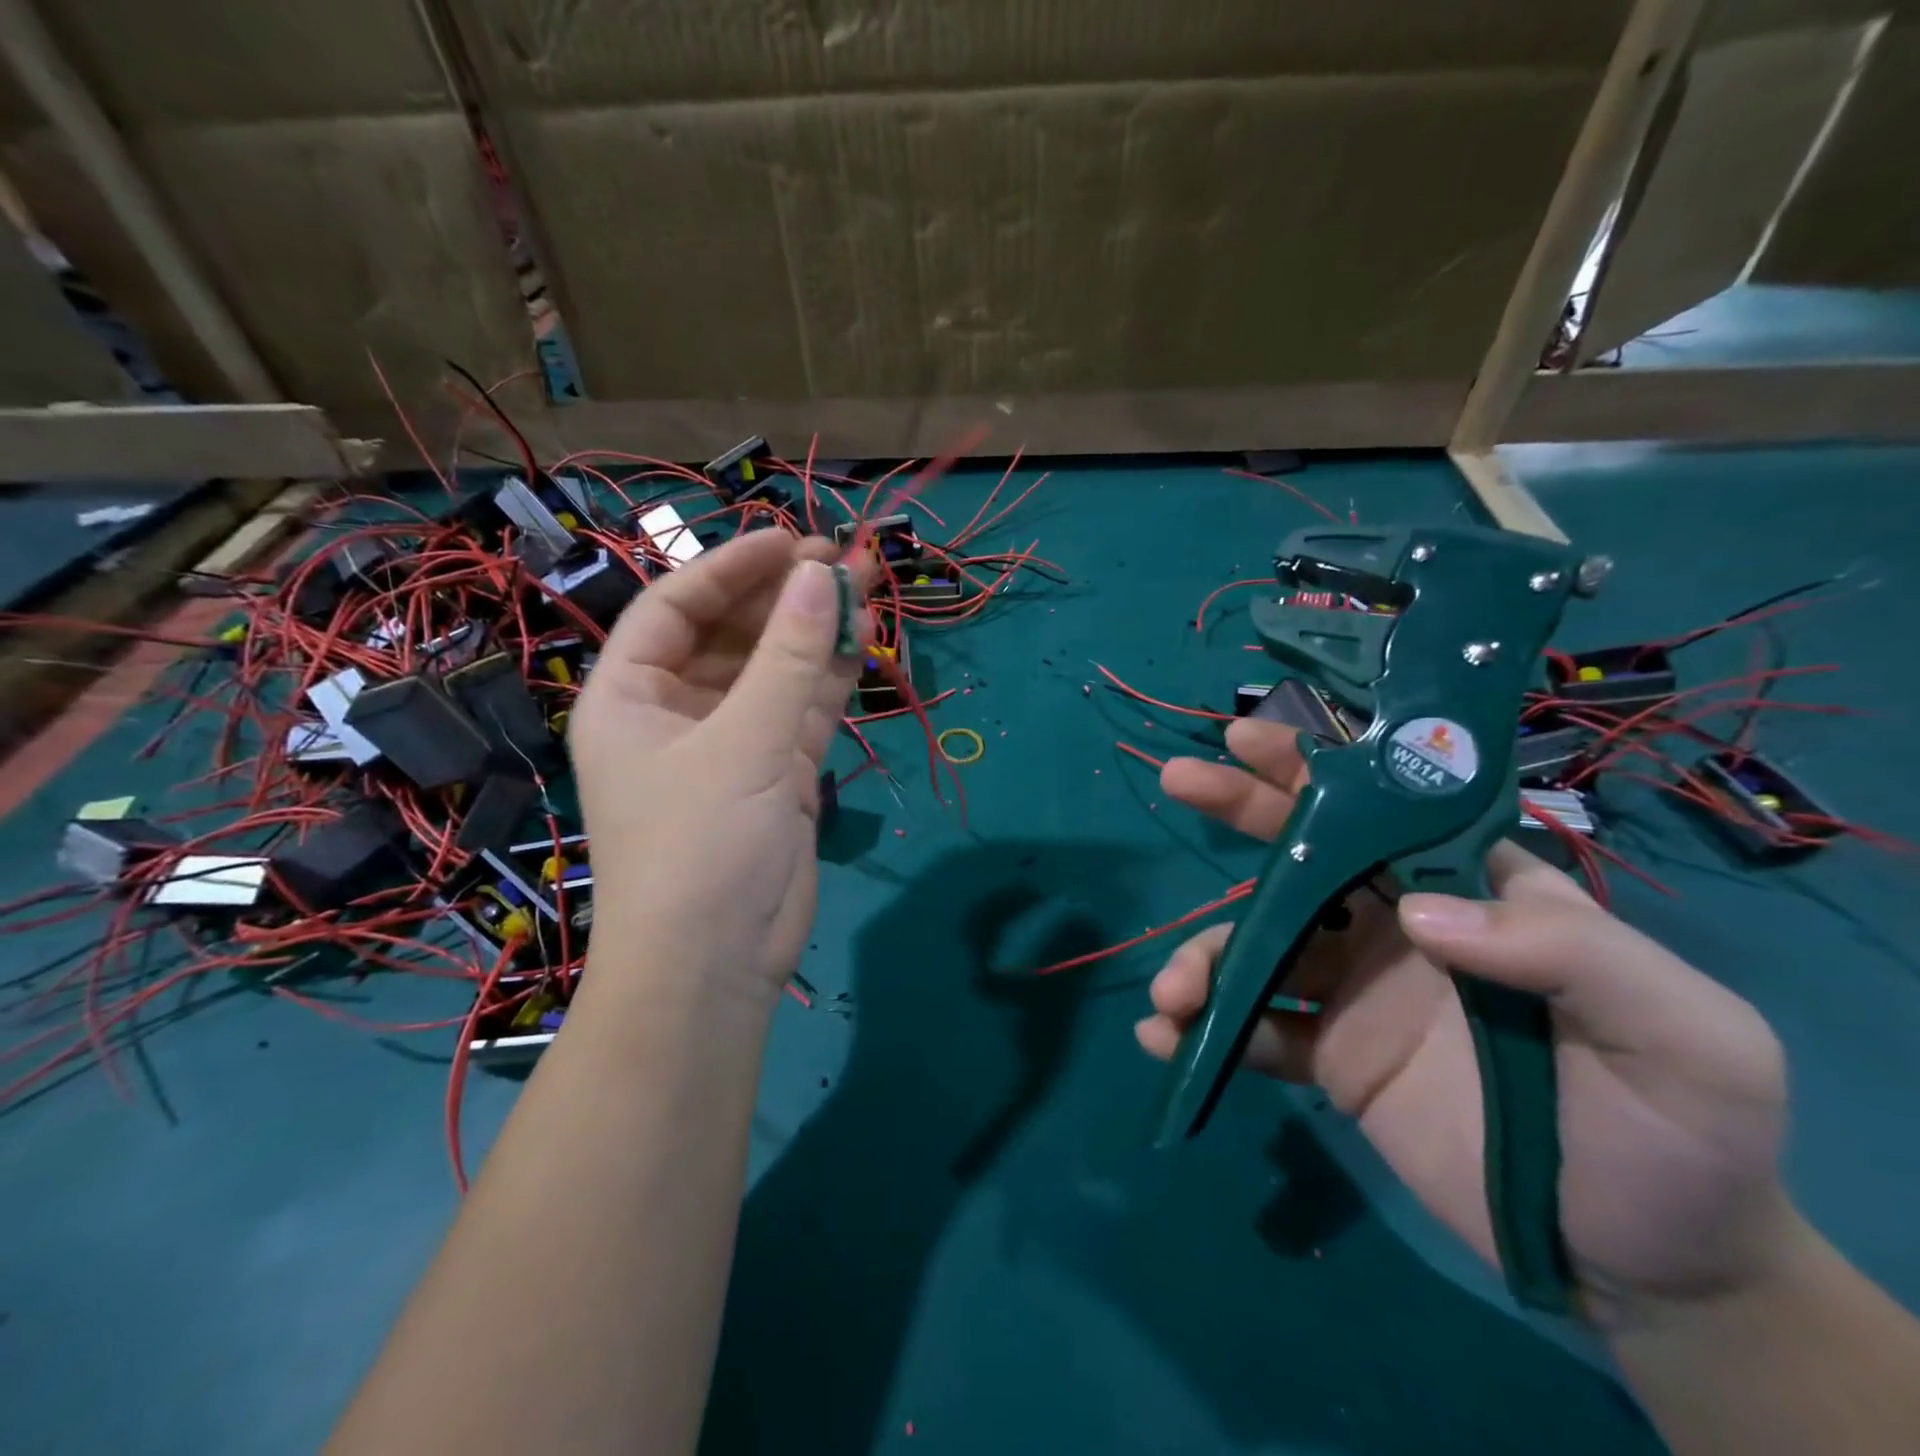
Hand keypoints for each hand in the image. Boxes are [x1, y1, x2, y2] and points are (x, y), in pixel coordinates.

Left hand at [569, 532, 863, 1002]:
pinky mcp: (774, 774)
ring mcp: (729, 744)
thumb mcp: (745, 741)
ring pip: (774, 671)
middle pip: (731, 634)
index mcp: (631, 696)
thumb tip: (820, 573)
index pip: (676, 607)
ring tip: (864, 587)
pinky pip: (800, 710)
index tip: (790, 538)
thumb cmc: (701, 845)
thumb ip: (788, 656)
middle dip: (783, 597)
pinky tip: (863, 641)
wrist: (716, 965)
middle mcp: (675, 713)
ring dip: (814, 633)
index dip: (731, 567)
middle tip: (841, 559)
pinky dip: (830, 679)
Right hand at [1136, 716, 1793, 1323]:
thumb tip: (1415, 916)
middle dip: (1238, 811)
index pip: (1387, 810)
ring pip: (1259, 947)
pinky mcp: (1330, 1056)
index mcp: (1469, 894)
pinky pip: (1256, 1029)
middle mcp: (1400, 926)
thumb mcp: (1681, 1032)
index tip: (1251, 737)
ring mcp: (1355, 991)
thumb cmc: (1678, 1129)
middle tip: (1178, 781)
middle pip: (1304, 856)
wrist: (1648, 1265)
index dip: (1318, 768)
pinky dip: (1208, 1031)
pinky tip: (1169, 1043)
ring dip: (1204, 959)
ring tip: (1174, 997)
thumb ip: (1567, 952)